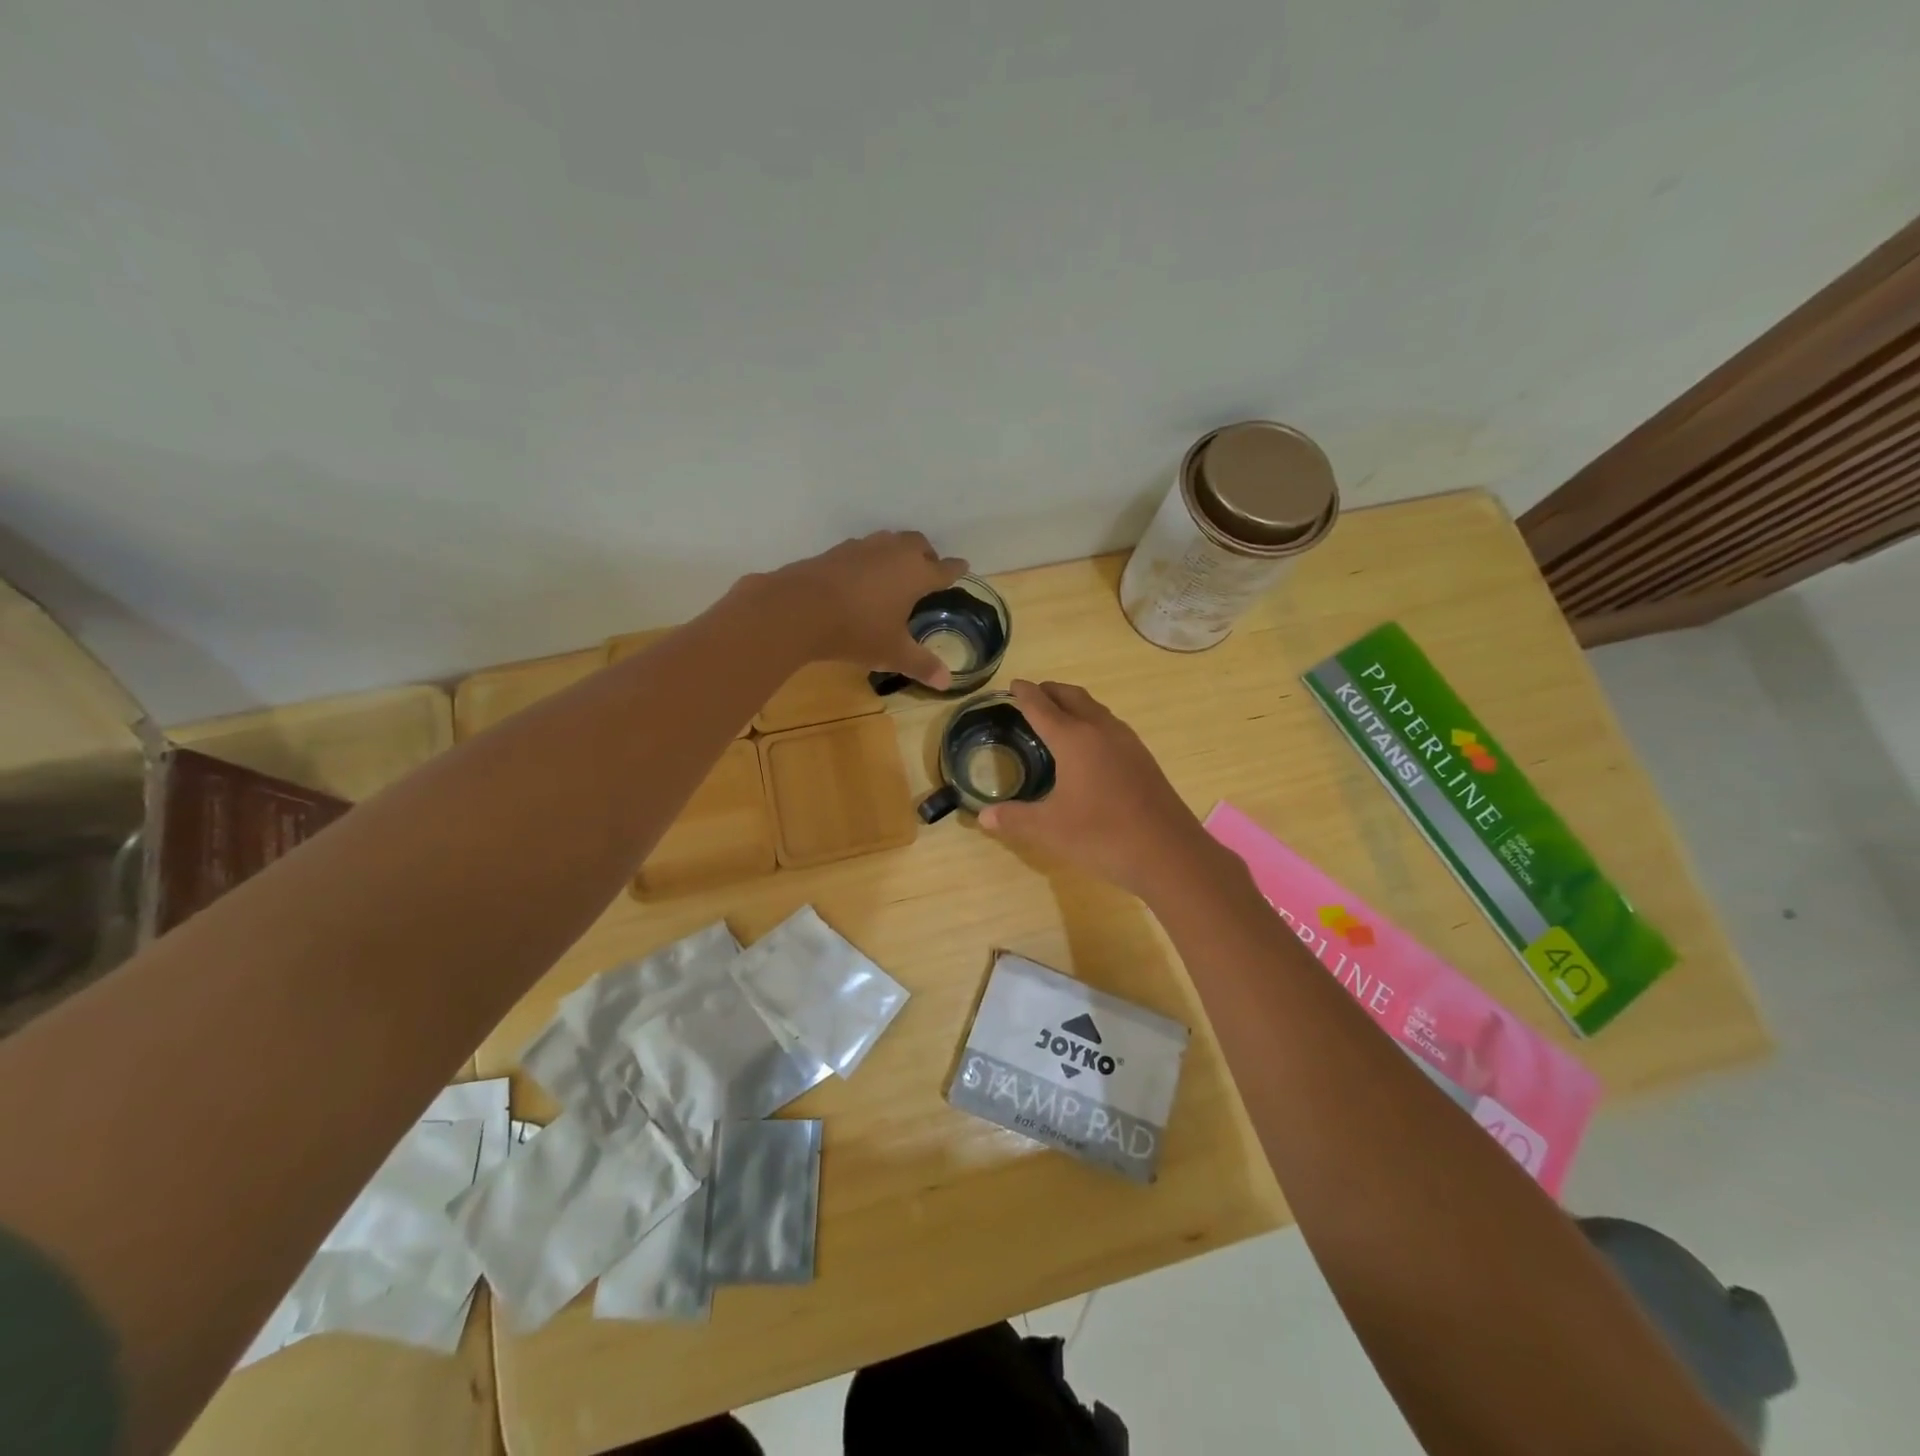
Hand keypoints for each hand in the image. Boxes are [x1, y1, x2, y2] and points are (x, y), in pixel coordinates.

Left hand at [759, 531, 968, 686]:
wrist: (799, 609)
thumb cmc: (857, 630)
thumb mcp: (892, 653)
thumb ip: (921, 664)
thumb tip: (946, 683)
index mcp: (916, 574)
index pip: (944, 569)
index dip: (956, 569)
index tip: (963, 567)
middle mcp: (894, 553)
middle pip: (919, 544)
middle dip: (928, 555)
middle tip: (929, 570)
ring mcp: (864, 548)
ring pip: (890, 541)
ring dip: (898, 552)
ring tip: (896, 571)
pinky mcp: (837, 551)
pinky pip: (864, 549)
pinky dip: (871, 559)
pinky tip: (862, 576)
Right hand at [978, 680, 1221, 899]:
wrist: (1168, 852)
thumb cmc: (1102, 835)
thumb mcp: (1049, 829)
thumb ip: (1014, 818)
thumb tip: (983, 817)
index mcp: (1074, 739)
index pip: (1042, 706)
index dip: (1025, 694)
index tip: (1013, 684)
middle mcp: (1101, 730)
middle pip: (1072, 697)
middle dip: (1050, 691)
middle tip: (1033, 694)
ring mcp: (1127, 742)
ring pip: (1096, 709)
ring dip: (1074, 704)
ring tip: (1059, 714)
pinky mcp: (1143, 758)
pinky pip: (1111, 725)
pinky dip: (1092, 721)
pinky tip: (1091, 744)